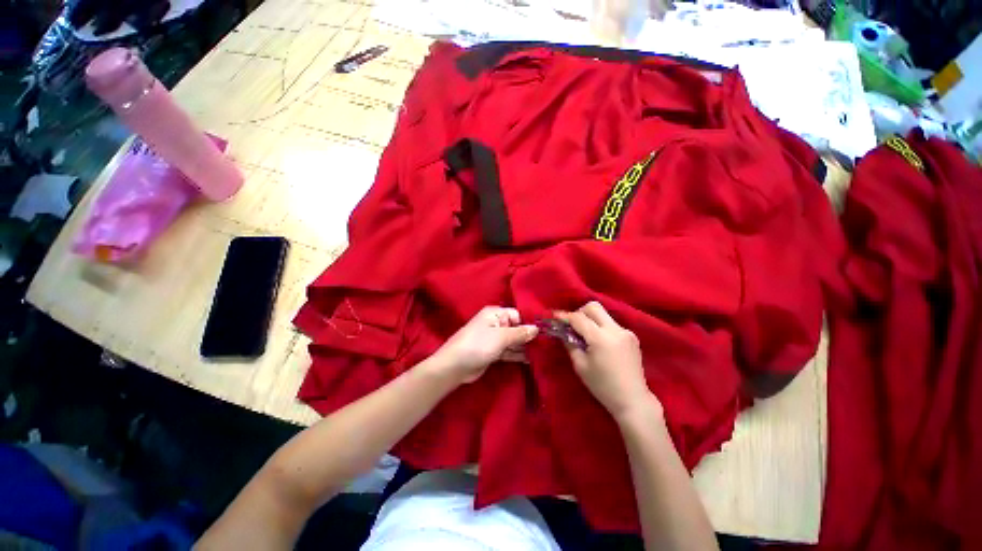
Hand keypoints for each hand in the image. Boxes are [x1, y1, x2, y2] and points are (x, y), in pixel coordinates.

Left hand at [431, 307, 538, 384]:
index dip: (529, 323)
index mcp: (495, 314)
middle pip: (516, 328)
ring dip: (524, 347)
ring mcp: (494, 339)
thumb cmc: (478, 345)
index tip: (545, 332)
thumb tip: (536, 328)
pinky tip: (530, 360)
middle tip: (546, 345)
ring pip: (513, 341)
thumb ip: (520, 333)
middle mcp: (496, 324)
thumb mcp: (501, 337)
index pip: (517, 315)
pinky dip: (517, 355)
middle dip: (528, 336)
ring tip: (541, 353)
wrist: (455, 366)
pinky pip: (509, 351)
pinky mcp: (493, 352)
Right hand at [556, 302, 661, 421]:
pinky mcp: (632, 337)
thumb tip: (563, 331)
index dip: (565, 316)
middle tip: (572, 325)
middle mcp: (615, 330)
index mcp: (601, 338)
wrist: (632, 400)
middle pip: (594, 307)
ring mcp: (626, 332)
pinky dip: (601, 327)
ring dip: (591, 319)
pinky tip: (599, 343)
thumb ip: (570, 344)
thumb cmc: (602, 386)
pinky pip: (612, 324)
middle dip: (580, 312)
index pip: (579, 318)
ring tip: (585, 335)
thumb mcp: (580, 366)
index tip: (554, 317)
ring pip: (604, 314)